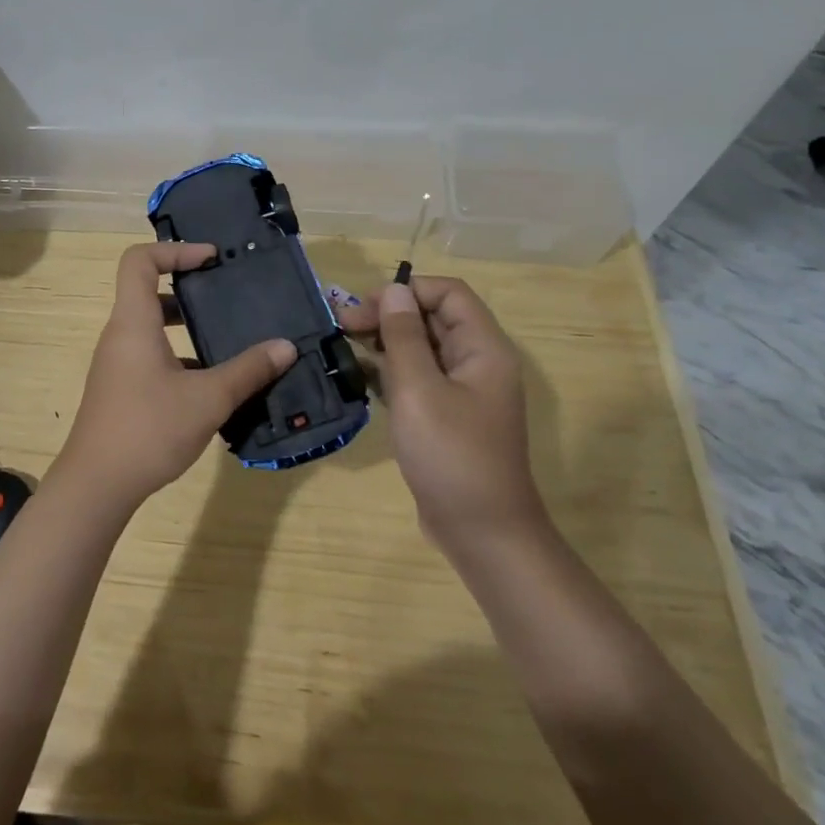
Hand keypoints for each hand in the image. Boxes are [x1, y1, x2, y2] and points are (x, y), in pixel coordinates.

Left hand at [56, 242, 294, 509]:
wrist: (97, 484)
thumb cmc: (149, 429)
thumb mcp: (208, 399)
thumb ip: (248, 370)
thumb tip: (286, 347)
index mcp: (133, 322)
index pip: (140, 260)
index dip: (175, 250)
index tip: (211, 259)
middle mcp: (120, 335)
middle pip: (147, 290)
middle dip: (188, 288)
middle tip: (226, 294)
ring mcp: (117, 363)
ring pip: (152, 326)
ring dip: (186, 325)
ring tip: (227, 336)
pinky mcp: (120, 388)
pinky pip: (151, 354)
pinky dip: (179, 355)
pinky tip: (212, 382)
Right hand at [336, 277, 538, 545]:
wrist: (482, 533)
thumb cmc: (452, 455)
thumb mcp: (419, 390)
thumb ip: (403, 337)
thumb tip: (392, 291)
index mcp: (482, 349)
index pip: (448, 293)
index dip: (407, 291)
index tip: (365, 307)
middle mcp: (476, 363)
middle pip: (432, 318)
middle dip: (387, 314)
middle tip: (341, 325)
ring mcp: (462, 391)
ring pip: (421, 348)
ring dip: (384, 341)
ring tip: (342, 345)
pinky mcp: (446, 415)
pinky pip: (417, 377)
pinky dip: (389, 370)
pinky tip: (357, 375)